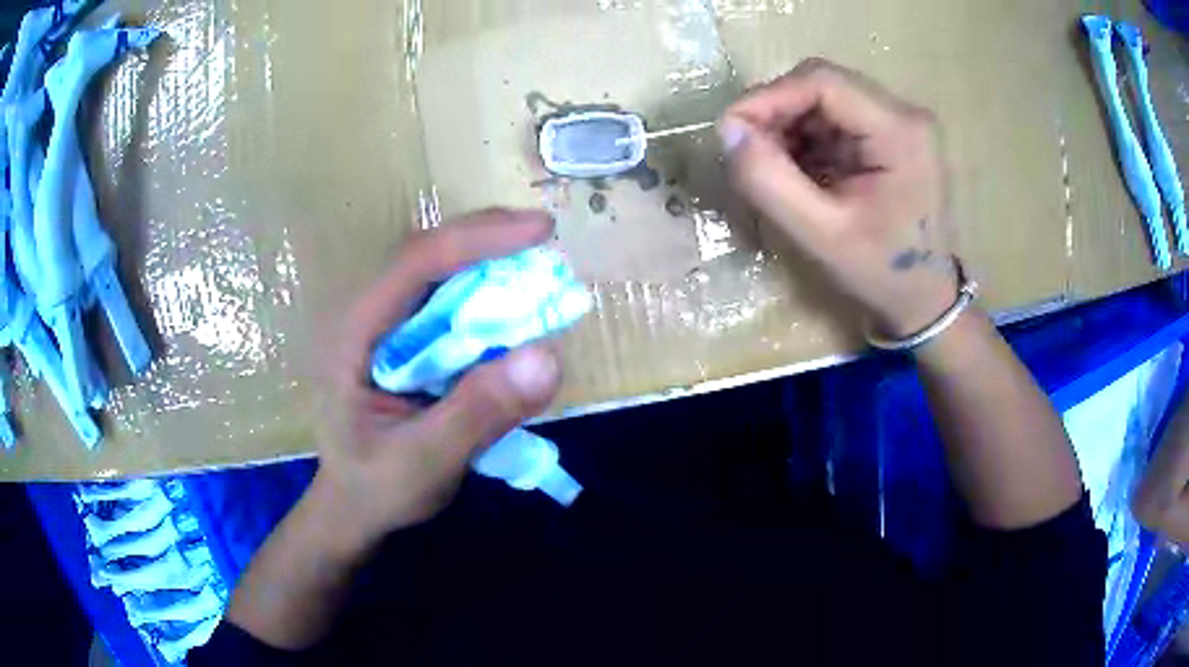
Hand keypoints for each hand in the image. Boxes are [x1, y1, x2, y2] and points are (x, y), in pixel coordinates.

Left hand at [313, 209, 562, 548]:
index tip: (541, 230)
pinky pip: (444, 302)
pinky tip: (511, 302)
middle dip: (486, 239)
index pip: (416, 265)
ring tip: (535, 260)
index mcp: (355, 334)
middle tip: (544, 235)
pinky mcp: (402, 342)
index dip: (478, 240)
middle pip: (426, 255)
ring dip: (486, 260)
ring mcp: (382, 328)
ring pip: (436, 273)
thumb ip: (479, 413)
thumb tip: (550, 356)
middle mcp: (366, 317)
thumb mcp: (426, 462)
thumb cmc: (377, 488)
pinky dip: (483, 294)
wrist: (352, 508)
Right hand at [720, 58, 957, 336]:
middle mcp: (902, 114)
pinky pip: (833, 118)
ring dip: (787, 125)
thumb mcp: (822, 235)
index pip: (821, 81)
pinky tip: (798, 170)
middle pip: (821, 84)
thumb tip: (728, 131)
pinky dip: (804, 137)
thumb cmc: (883, 273)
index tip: (731, 131)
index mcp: (898, 131)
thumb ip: (770, 181)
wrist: (926, 299)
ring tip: (773, 167)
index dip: (767, 97)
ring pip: (823, 99)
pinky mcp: (888, 135)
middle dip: (776, 112)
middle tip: (749, 153)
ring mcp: (897, 122)